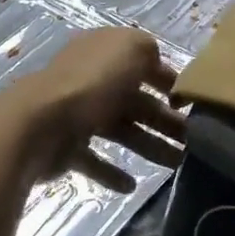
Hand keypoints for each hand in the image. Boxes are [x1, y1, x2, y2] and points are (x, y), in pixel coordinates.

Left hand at [12, 28, 185, 190]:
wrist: (39, 123)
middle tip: (195, 142)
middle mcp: (91, 80)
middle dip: (165, 121)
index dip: (167, 81)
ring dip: (149, 147)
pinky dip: (111, 172)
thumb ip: (149, 52)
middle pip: (135, 101)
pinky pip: (94, 159)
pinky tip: (132, 185)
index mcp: (105, 53)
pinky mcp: (66, 146)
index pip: (142, 63)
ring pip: (121, 131)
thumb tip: (157, 65)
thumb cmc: (92, 83)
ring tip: (177, 166)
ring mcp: (77, 114)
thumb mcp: (131, 50)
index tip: (192, 103)